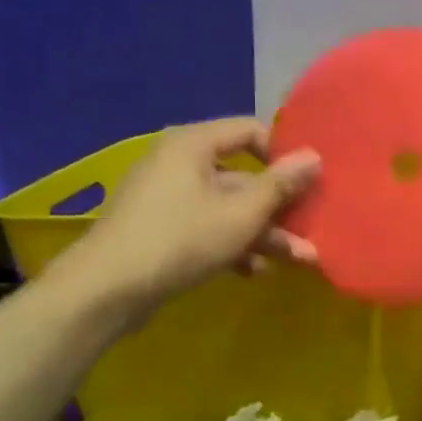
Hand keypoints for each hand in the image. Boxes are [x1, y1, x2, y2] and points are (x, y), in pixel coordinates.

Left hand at [49, 118, 319, 329]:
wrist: (107, 289)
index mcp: (193, 144)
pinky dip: (231, 244)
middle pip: (242, 177)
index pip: (250, 131)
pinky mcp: (160, 228)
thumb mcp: (241, 213)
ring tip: (296, 260)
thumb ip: (281, 185)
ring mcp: (166, 196)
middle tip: (310, 229)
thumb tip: (315, 156)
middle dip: (279, 208)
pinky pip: (205, 226)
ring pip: (227, 207)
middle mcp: (178, 162)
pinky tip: (252, 271)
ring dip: (262, 232)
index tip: (308, 181)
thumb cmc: (181, 239)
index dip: (283, 153)